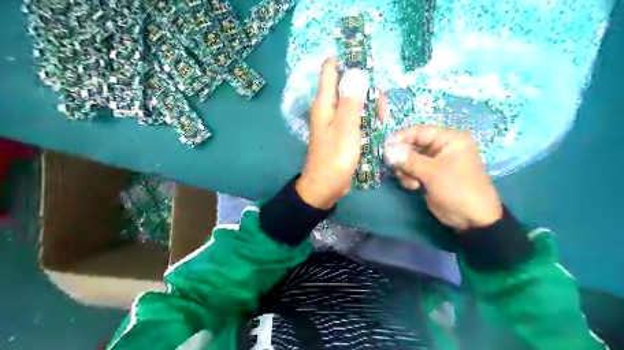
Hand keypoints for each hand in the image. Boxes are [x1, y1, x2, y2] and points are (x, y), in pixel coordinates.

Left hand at [296, 58, 371, 207]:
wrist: (326, 187)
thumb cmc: (335, 158)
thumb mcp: (346, 128)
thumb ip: (351, 100)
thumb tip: (356, 71)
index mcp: (325, 103)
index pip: (331, 69)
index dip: (348, 61)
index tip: (368, 67)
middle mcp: (329, 108)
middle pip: (349, 85)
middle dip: (367, 90)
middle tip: (379, 108)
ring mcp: (337, 121)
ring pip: (356, 102)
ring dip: (371, 107)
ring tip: (381, 122)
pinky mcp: (343, 133)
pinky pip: (357, 118)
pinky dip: (367, 119)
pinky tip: (377, 128)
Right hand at [389, 126, 503, 231]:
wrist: (472, 218)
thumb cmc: (456, 188)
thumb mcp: (432, 172)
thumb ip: (408, 159)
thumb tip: (387, 150)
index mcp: (449, 139)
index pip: (419, 131)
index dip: (401, 137)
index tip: (385, 147)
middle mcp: (441, 147)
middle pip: (413, 145)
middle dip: (402, 157)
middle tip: (394, 168)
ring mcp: (435, 162)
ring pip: (410, 159)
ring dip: (405, 170)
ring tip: (409, 181)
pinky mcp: (430, 175)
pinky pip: (413, 170)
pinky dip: (409, 177)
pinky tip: (413, 187)